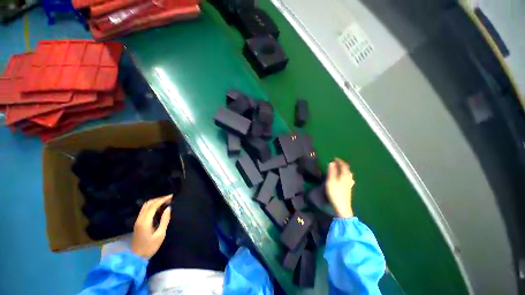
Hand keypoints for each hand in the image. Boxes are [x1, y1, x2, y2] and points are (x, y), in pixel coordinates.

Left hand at [130, 195, 171, 258]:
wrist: (135, 258)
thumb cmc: (149, 247)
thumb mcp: (160, 235)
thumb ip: (164, 220)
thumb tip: (168, 208)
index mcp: (145, 221)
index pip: (153, 206)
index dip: (162, 199)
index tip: (171, 196)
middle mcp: (140, 219)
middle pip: (148, 203)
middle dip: (159, 199)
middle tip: (169, 198)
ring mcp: (137, 221)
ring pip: (145, 206)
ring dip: (155, 201)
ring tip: (165, 201)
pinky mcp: (138, 223)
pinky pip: (144, 210)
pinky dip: (152, 205)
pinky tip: (159, 207)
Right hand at [326, 158, 354, 217]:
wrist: (342, 206)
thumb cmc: (335, 192)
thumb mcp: (331, 181)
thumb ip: (331, 171)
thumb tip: (331, 163)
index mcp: (344, 175)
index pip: (344, 165)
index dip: (339, 161)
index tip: (335, 158)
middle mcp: (349, 178)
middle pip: (347, 169)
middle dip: (342, 165)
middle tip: (336, 163)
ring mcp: (350, 184)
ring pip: (348, 174)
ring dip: (344, 170)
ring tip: (339, 169)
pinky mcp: (349, 189)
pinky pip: (348, 179)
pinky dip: (345, 176)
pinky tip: (345, 179)